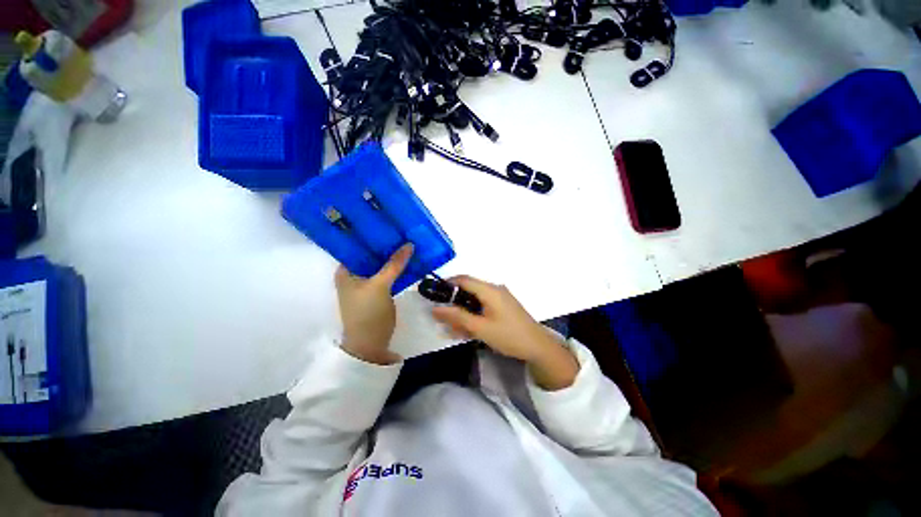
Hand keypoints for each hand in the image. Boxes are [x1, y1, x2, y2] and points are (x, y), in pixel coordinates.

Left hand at [335, 243, 412, 364]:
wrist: (371, 344)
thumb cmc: (368, 313)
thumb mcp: (380, 286)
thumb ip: (394, 264)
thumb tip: (409, 244)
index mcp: (345, 270)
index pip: (356, 246)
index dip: (370, 235)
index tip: (387, 224)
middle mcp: (353, 274)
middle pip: (370, 255)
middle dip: (385, 245)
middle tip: (401, 231)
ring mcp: (366, 283)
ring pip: (380, 265)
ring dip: (391, 257)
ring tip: (406, 241)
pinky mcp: (377, 291)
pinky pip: (387, 274)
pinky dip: (395, 268)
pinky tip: (407, 260)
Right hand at [431, 276, 578, 389]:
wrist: (538, 347)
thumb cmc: (509, 336)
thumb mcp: (480, 328)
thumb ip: (457, 317)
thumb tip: (435, 308)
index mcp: (490, 290)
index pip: (463, 279)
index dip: (447, 284)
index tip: (433, 295)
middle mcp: (494, 289)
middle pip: (468, 290)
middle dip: (453, 303)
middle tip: (441, 318)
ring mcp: (499, 298)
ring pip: (474, 301)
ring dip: (462, 313)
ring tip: (451, 329)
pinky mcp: (502, 307)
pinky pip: (482, 307)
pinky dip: (472, 316)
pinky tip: (465, 330)